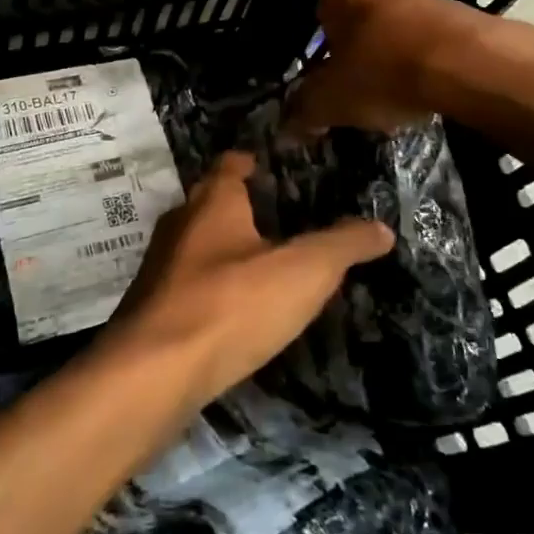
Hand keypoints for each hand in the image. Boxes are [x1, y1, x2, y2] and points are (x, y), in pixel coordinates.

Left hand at [103, 152, 391, 409]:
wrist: (154, 373)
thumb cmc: (231, 304)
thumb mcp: (303, 272)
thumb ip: (343, 245)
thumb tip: (381, 228)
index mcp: (213, 202)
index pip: (231, 164)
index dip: (251, 161)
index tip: (271, 166)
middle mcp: (180, 223)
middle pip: (211, 202)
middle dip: (241, 206)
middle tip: (278, 216)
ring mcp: (160, 266)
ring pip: (198, 244)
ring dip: (225, 248)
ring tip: (262, 263)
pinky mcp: (152, 308)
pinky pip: (189, 284)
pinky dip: (213, 287)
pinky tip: (235, 310)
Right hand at [282, 0, 485, 134]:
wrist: (468, 64)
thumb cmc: (383, 72)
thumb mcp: (331, 101)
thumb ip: (304, 112)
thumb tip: (284, 130)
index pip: (319, 10)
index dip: (320, 44)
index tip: (326, 73)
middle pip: (360, 17)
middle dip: (359, 48)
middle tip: (358, 86)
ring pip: (398, 26)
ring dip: (395, 54)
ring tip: (396, 96)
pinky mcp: (461, 11)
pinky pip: (432, 37)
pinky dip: (428, 61)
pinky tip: (430, 92)